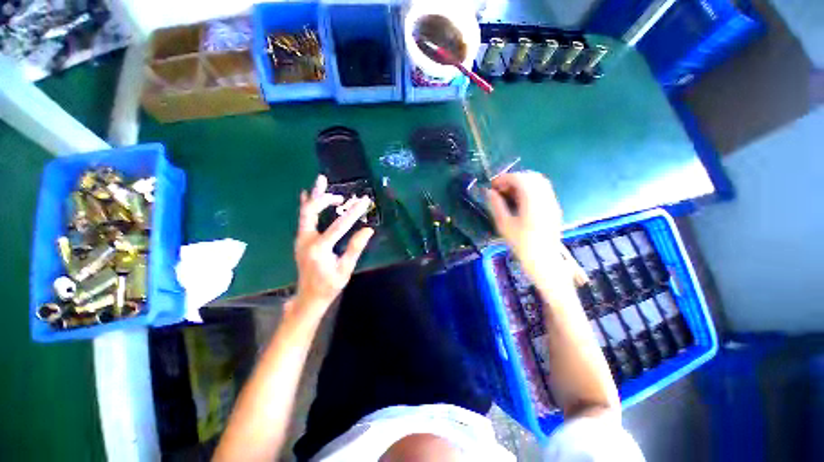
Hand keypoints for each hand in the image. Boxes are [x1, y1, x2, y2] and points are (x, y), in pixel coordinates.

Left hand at [292, 175, 373, 318]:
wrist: (308, 297)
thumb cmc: (329, 286)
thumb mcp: (345, 269)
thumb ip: (355, 248)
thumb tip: (368, 230)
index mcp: (319, 249)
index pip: (339, 225)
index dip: (353, 212)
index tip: (364, 200)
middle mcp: (306, 240)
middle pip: (311, 211)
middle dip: (326, 198)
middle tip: (341, 194)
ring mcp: (301, 239)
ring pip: (305, 211)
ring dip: (315, 196)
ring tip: (321, 180)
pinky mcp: (301, 239)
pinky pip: (304, 218)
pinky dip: (308, 204)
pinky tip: (308, 194)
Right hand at [486, 172, 563, 276]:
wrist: (543, 260)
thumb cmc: (521, 244)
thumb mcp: (504, 225)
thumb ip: (496, 205)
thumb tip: (489, 192)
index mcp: (532, 201)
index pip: (520, 179)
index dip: (504, 178)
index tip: (493, 185)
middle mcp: (545, 198)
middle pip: (530, 176)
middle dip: (513, 178)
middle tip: (500, 189)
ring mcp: (552, 202)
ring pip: (538, 182)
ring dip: (522, 183)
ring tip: (509, 194)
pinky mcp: (554, 207)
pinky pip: (543, 190)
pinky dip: (530, 189)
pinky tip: (520, 200)